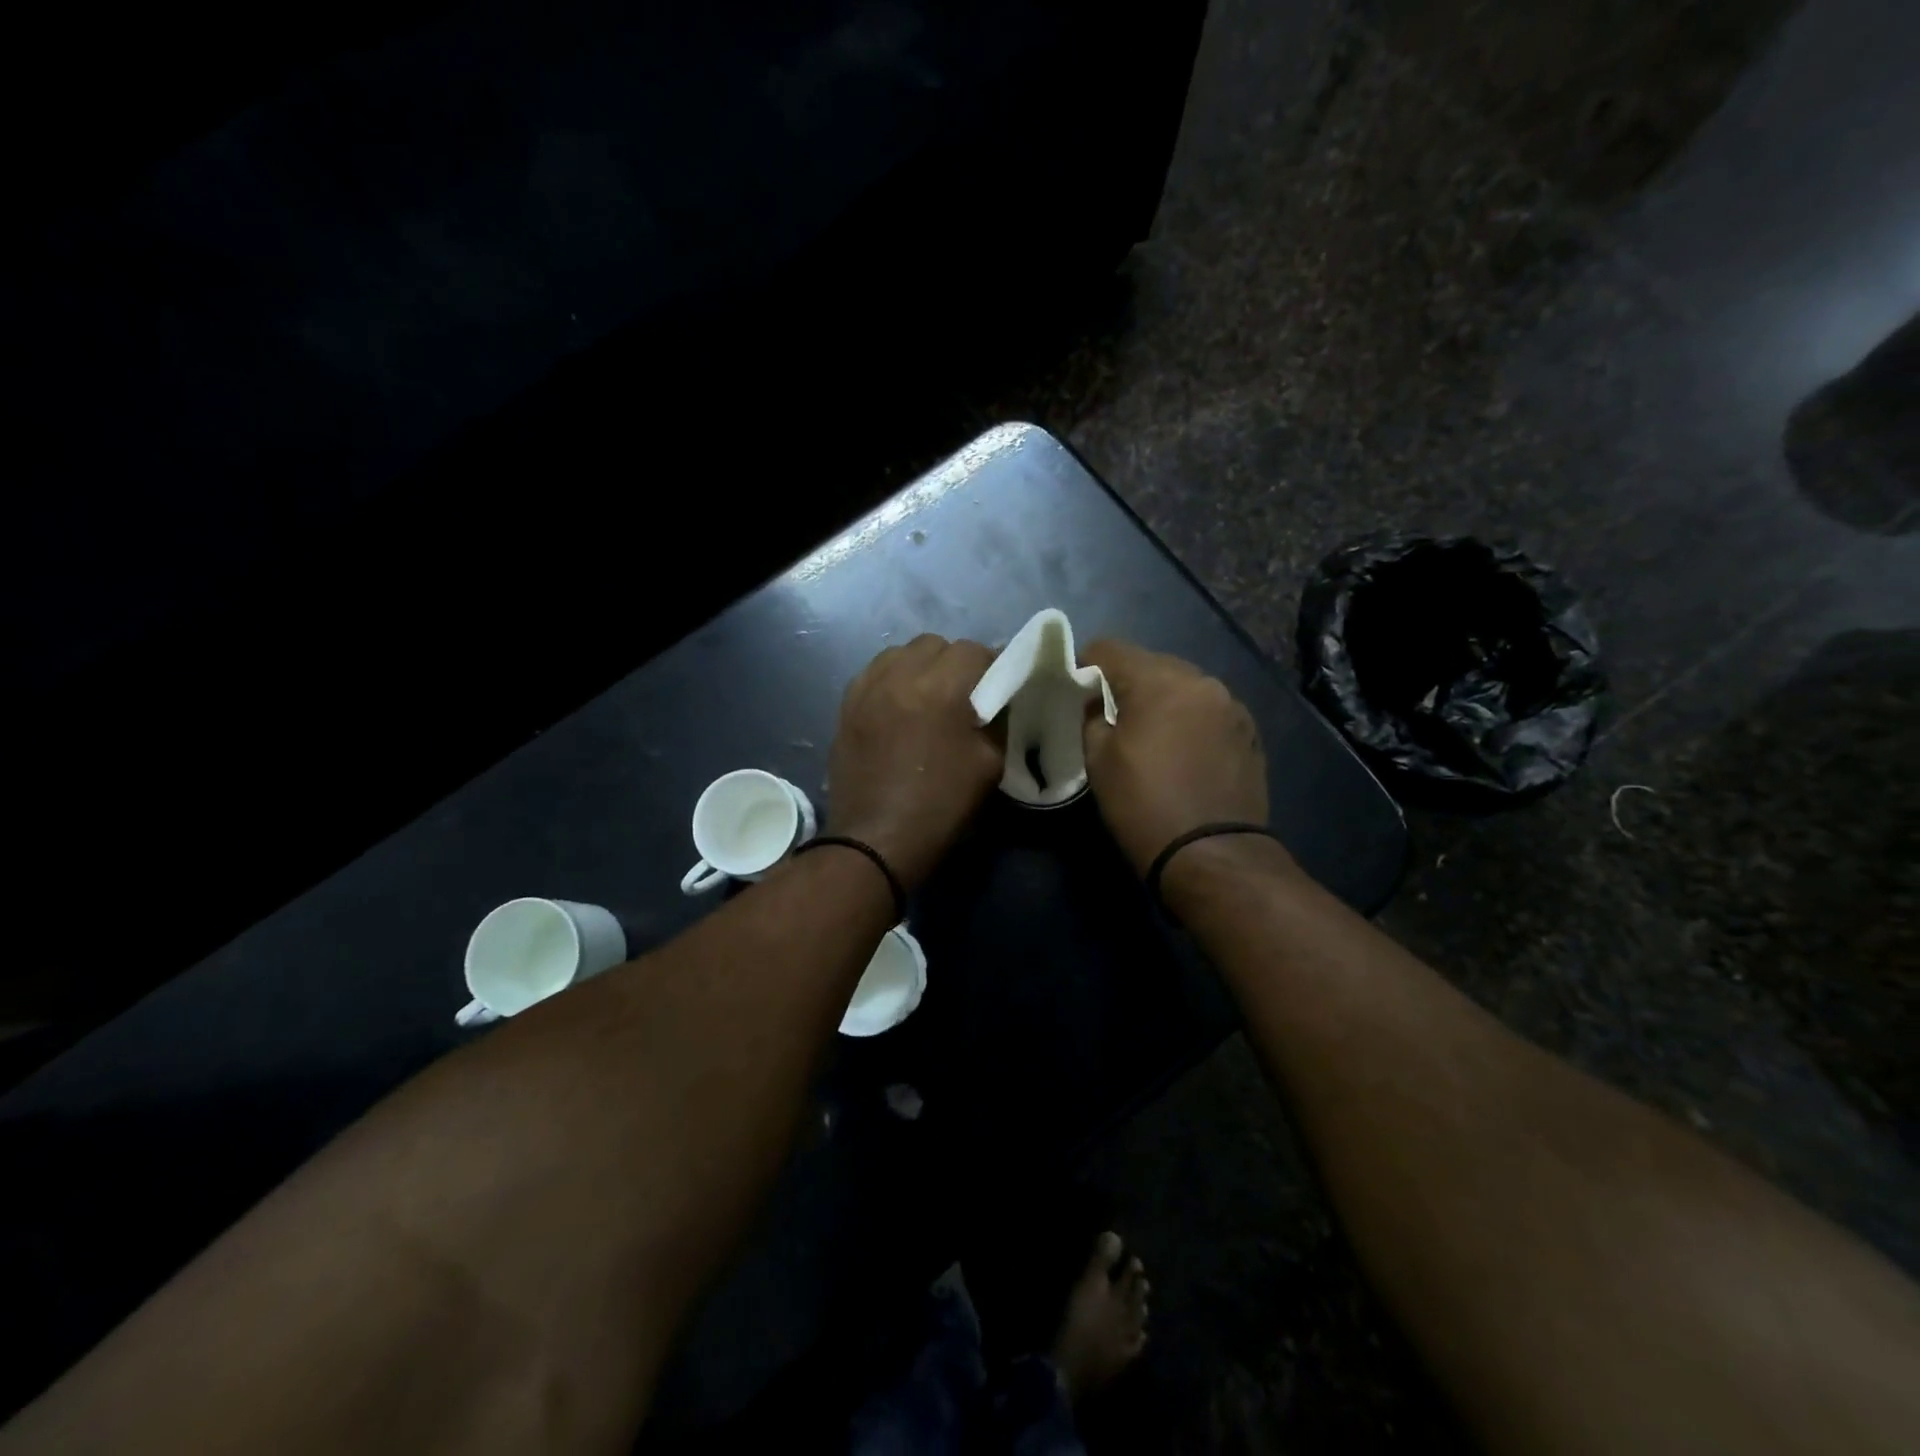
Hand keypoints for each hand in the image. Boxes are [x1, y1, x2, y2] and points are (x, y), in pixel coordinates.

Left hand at [826, 634, 1002, 890]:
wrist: (877, 840)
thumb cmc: (940, 806)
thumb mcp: (989, 765)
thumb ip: (997, 721)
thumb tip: (997, 699)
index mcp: (940, 688)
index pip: (974, 650)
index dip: (991, 665)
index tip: (997, 687)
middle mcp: (899, 676)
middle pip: (935, 644)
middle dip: (954, 662)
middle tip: (963, 693)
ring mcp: (866, 688)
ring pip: (900, 653)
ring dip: (920, 666)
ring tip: (927, 696)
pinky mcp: (846, 705)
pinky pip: (873, 673)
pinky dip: (891, 679)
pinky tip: (898, 705)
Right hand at [1080, 639, 1268, 876]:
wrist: (1212, 855)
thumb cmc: (1144, 806)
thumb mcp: (1099, 761)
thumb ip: (1093, 717)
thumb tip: (1097, 702)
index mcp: (1159, 681)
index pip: (1111, 648)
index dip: (1086, 663)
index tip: (1076, 687)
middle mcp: (1201, 681)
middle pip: (1152, 663)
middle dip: (1127, 681)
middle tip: (1108, 712)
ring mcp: (1231, 706)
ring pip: (1183, 686)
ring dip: (1161, 699)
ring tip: (1148, 732)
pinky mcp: (1249, 732)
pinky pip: (1208, 710)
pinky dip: (1189, 718)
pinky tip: (1180, 749)